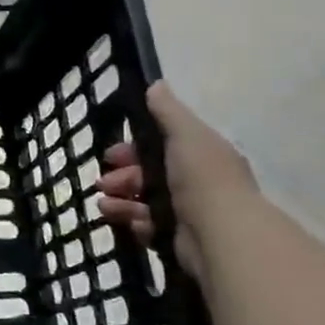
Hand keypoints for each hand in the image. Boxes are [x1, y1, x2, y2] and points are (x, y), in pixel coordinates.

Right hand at [96, 81, 257, 284]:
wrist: (221, 236)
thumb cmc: (202, 178)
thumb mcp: (185, 134)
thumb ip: (167, 110)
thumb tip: (155, 84)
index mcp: (201, 155)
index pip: (161, 146)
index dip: (133, 148)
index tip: (111, 154)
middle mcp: (197, 182)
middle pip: (149, 175)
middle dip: (122, 177)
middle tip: (102, 183)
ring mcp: (189, 213)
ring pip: (145, 202)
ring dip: (122, 201)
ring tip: (104, 207)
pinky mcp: (181, 240)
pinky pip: (151, 228)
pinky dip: (138, 224)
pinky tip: (133, 224)